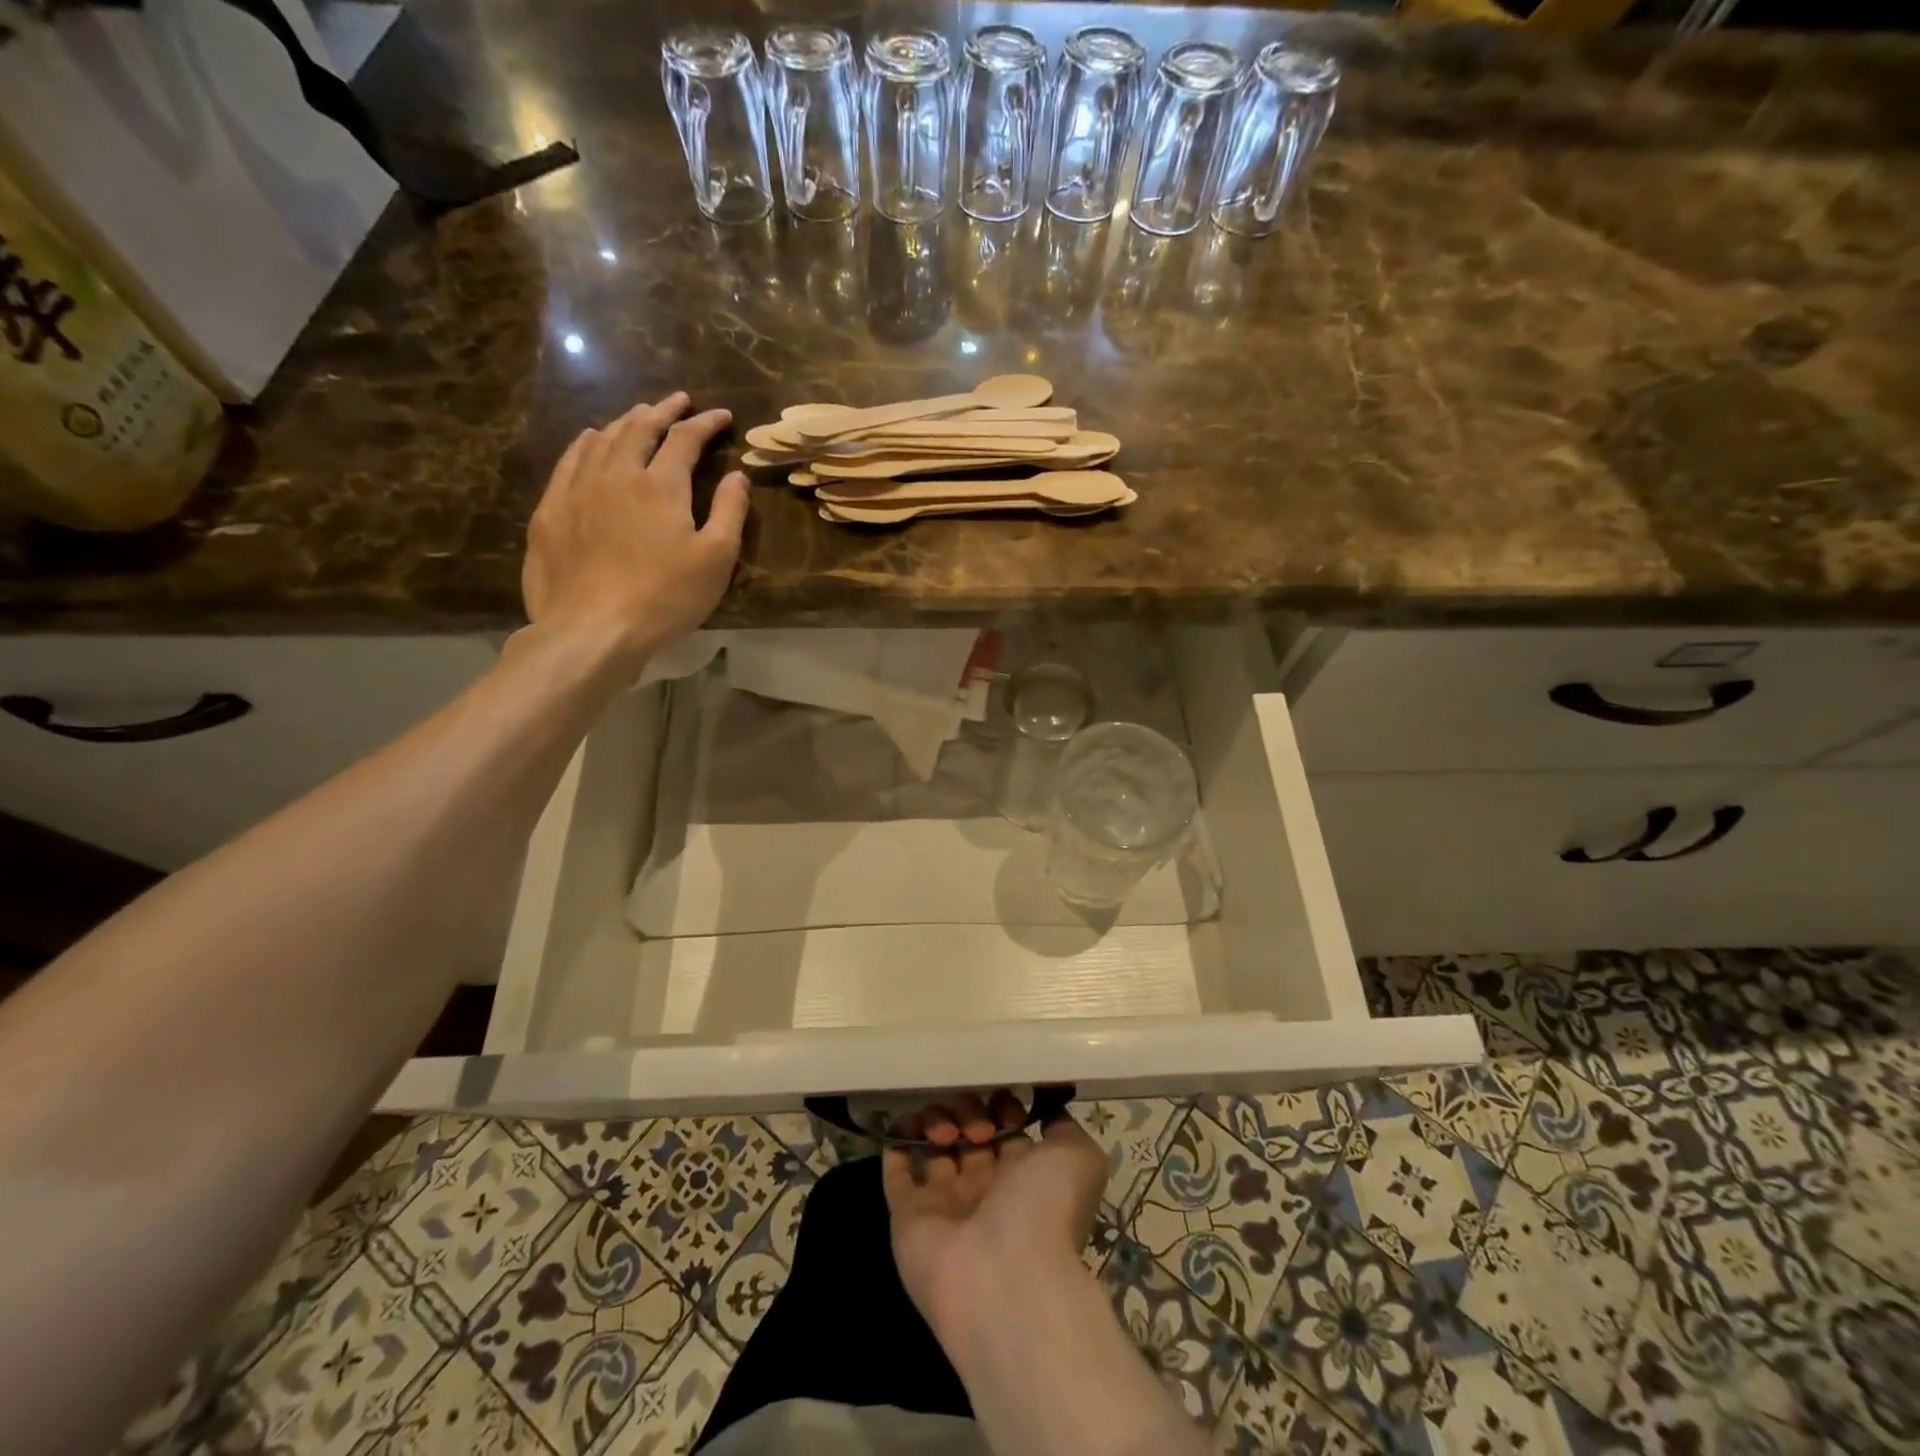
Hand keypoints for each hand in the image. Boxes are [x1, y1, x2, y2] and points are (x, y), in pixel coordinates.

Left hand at [522, 392, 748, 666]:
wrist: (593, 629)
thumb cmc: (665, 597)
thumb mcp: (716, 560)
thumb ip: (730, 512)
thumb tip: (737, 476)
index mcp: (661, 485)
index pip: (685, 439)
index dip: (705, 423)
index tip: (722, 415)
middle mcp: (617, 474)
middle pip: (640, 428)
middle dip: (663, 410)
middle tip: (679, 401)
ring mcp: (578, 489)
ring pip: (603, 439)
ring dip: (626, 422)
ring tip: (639, 415)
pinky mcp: (551, 510)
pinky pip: (569, 460)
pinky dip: (586, 442)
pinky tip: (591, 439)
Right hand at [883, 1092, 1108, 1353]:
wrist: (1003, 1278)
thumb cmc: (1045, 1209)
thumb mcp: (1078, 1157)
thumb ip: (1063, 1127)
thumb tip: (1045, 1110)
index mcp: (1023, 1179)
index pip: (1006, 1129)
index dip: (1003, 1106)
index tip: (1004, 1100)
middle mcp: (984, 1190)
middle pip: (968, 1133)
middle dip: (969, 1111)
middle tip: (978, 1126)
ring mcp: (944, 1205)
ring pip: (933, 1147)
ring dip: (936, 1121)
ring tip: (948, 1133)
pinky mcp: (908, 1217)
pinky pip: (896, 1176)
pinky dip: (895, 1147)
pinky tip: (898, 1122)